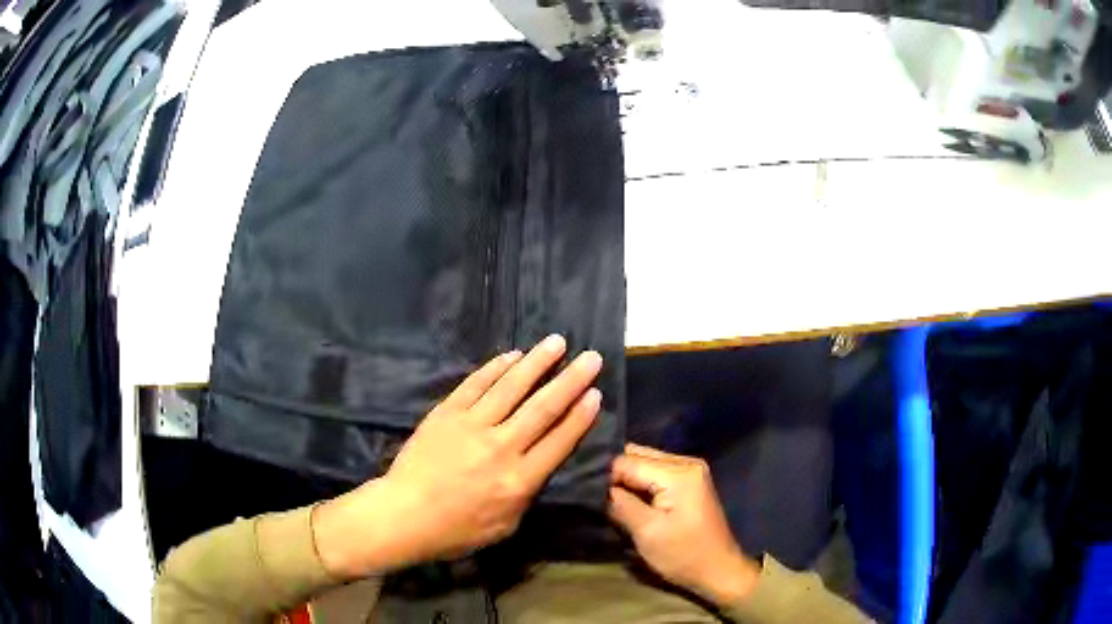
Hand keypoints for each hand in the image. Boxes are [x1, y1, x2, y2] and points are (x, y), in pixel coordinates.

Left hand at [313, 335, 601, 577]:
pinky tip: (513, 355)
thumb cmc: (456, 530)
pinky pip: (475, 384)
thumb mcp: (505, 526)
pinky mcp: (446, 413)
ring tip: (557, 342)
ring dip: (537, 362)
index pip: (559, 441)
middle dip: (571, 380)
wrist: (404, 514)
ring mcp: (471, 426)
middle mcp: (501, 447)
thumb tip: (539, 463)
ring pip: (511, 387)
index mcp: (519, 480)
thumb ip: (527, 494)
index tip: (596, 393)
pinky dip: (495, 368)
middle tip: (591, 357)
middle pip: (543, 408)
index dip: (581, 416)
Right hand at [608, 444, 760, 606]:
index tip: (591, 496)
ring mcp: (690, 470)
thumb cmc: (683, 554)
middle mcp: (686, 462)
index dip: (606, 477)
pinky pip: (656, 471)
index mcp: (679, 472)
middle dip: (616, 474)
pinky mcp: (689, 481)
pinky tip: (629, 498)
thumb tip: (597, 487)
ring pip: (645, 462)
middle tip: (596, 495)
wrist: (718, 569)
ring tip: (609, 498)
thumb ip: (620, 504)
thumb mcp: (646, 532)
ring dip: (627, 479)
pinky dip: (640, 483)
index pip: (627, 460)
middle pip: (637, 455)